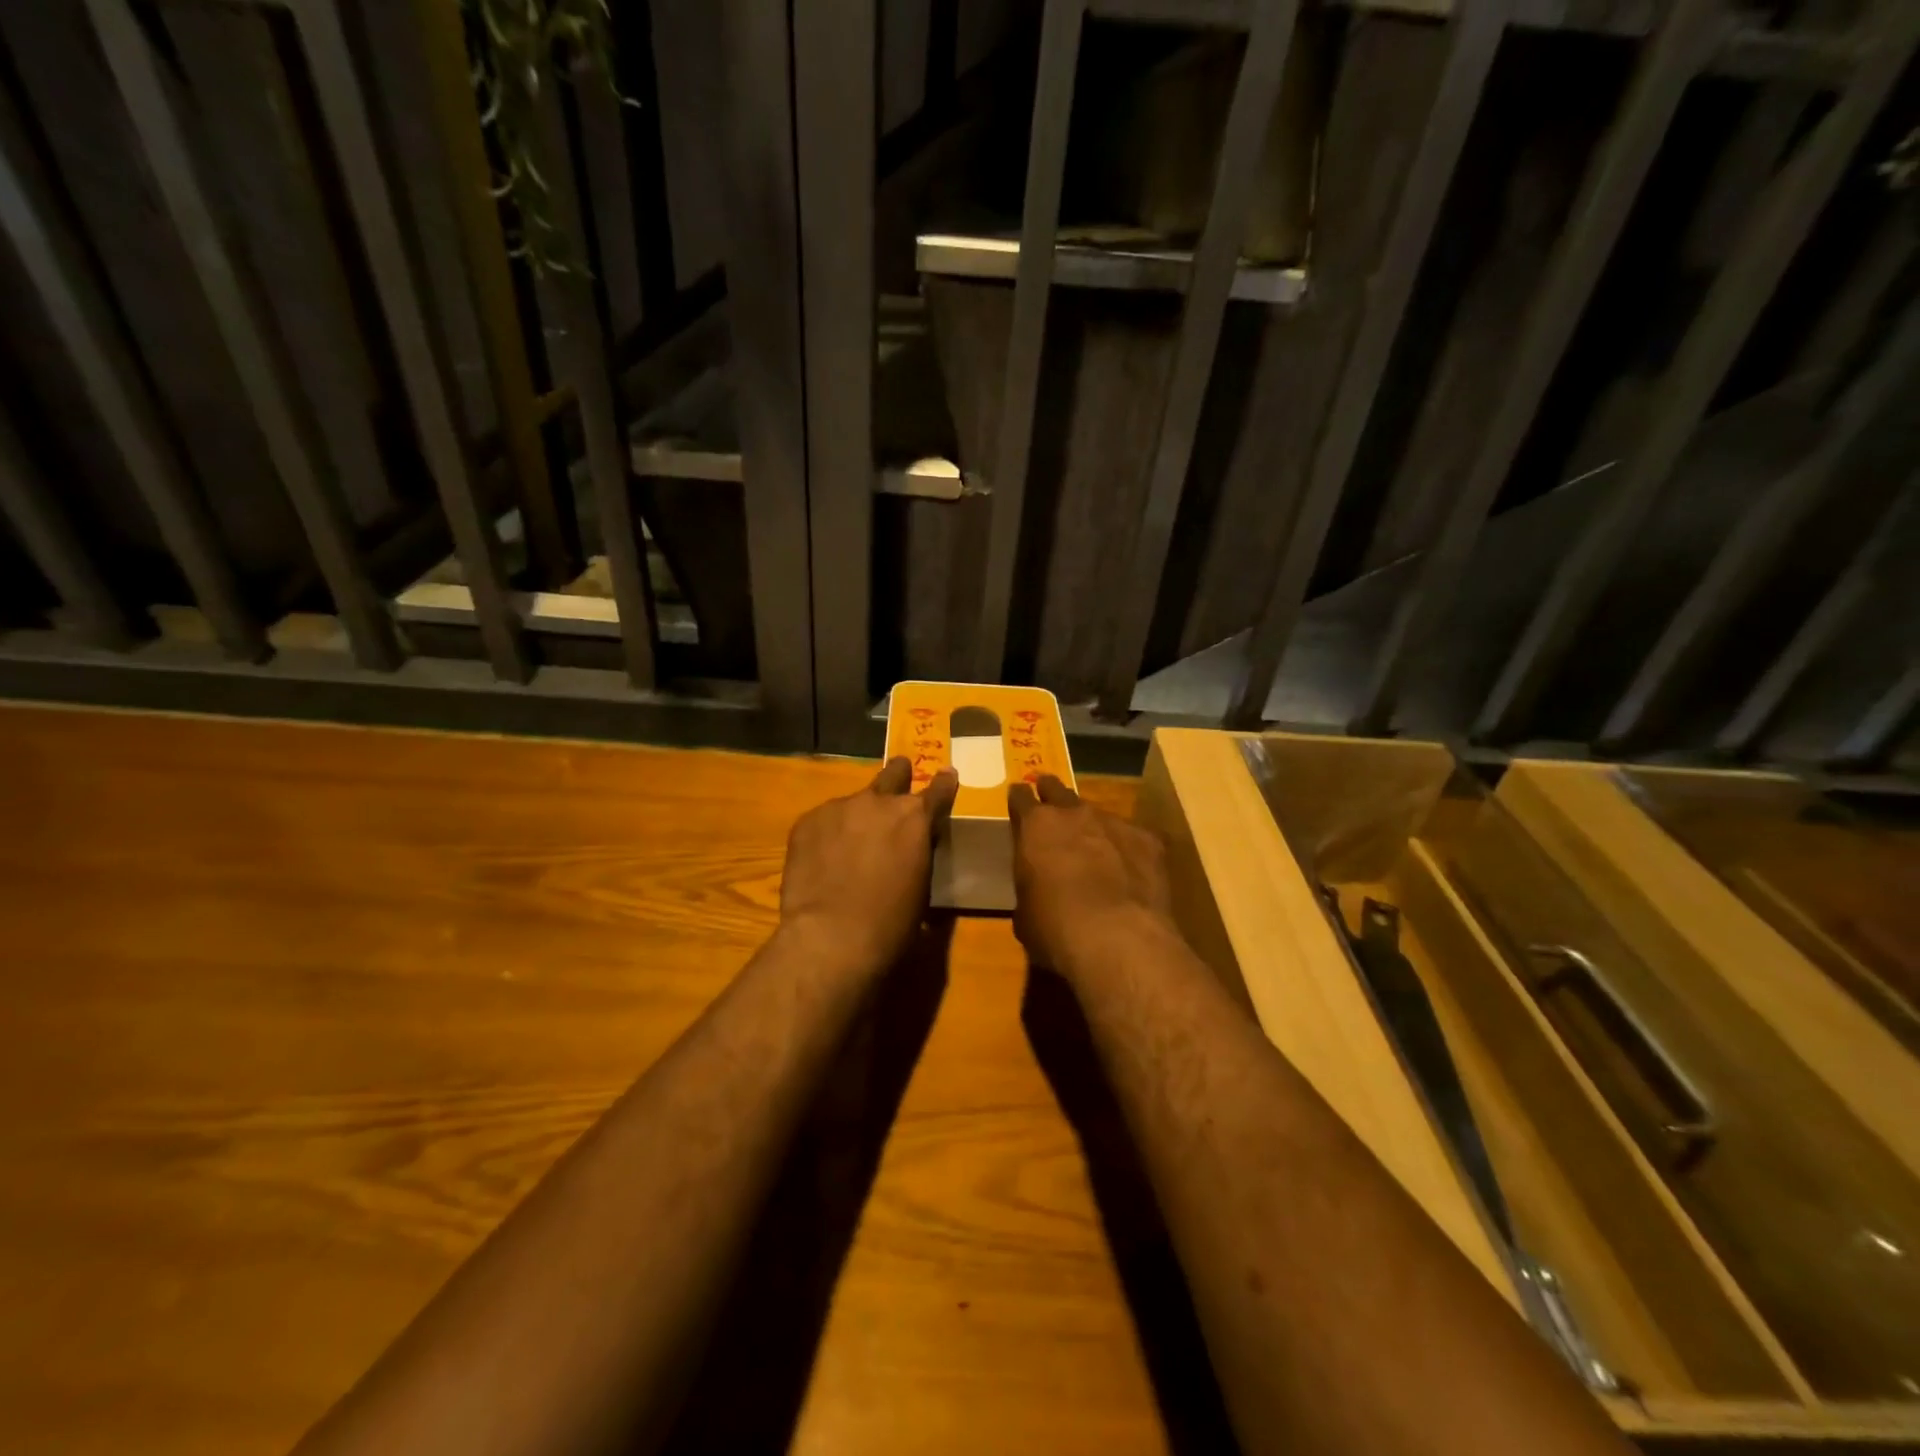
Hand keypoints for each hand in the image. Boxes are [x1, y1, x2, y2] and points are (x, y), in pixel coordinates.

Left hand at [779, 757, 958, 977]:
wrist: (830, 937)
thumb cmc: (890, 924)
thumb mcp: (921, 889)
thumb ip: (918, 855)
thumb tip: (910, 850)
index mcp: (915, 818)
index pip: (939, 789)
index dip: (944, 782)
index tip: (947, 775)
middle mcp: (879, 802)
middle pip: (893, 774)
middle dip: (899, 775)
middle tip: (900, 777)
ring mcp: (839, 807)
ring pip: (855, 801)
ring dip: (858, 815)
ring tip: (850, 844)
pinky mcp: (807, 821)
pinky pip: (824, 820)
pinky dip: (828, 834)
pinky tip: (823, 860)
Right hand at [1008, 775, 1176, 978]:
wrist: (1117, 938)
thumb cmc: (1055, 928)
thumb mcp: (1025, 911)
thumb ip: (1029, 886)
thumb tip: (1038, 891)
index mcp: (1035, 826)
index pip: (1021, 797)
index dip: (1019, 799)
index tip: (1019, 801)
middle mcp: (1074, 813)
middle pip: (1059, 791)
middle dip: (1053, 796)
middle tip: (1052, 808)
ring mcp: (1114, 822)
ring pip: (1097, 815)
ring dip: (1092, 828)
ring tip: (1094, 850)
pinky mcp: (1148, 840)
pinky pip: (1132, 838)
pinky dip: (1126, 850)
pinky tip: (1129, 872)